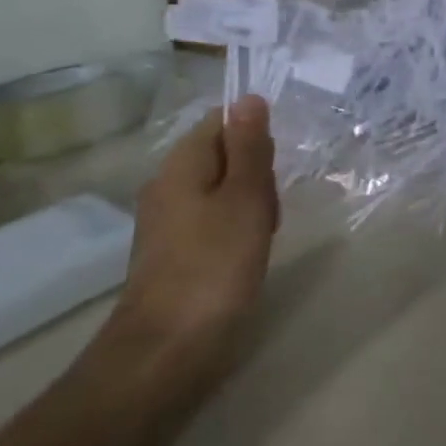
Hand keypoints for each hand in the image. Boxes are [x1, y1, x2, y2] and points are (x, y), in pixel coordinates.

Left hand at [113, 95, 278, 358]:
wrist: (166, 349)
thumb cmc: (214, 265)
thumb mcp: (245, 197)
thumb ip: (249, 147)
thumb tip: (249, 96)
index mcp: (182, 164)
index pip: (222, 120)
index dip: (256, 133)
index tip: (278, 162)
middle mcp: (168, 184)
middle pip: (225, 153)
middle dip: (258, 170)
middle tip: (270, 205)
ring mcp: (168, 219)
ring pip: (223, 187)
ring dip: (251, 200)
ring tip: (263, 232)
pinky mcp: (175, 250)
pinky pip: (214, 217)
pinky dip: (237, 225)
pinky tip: (248, 250)